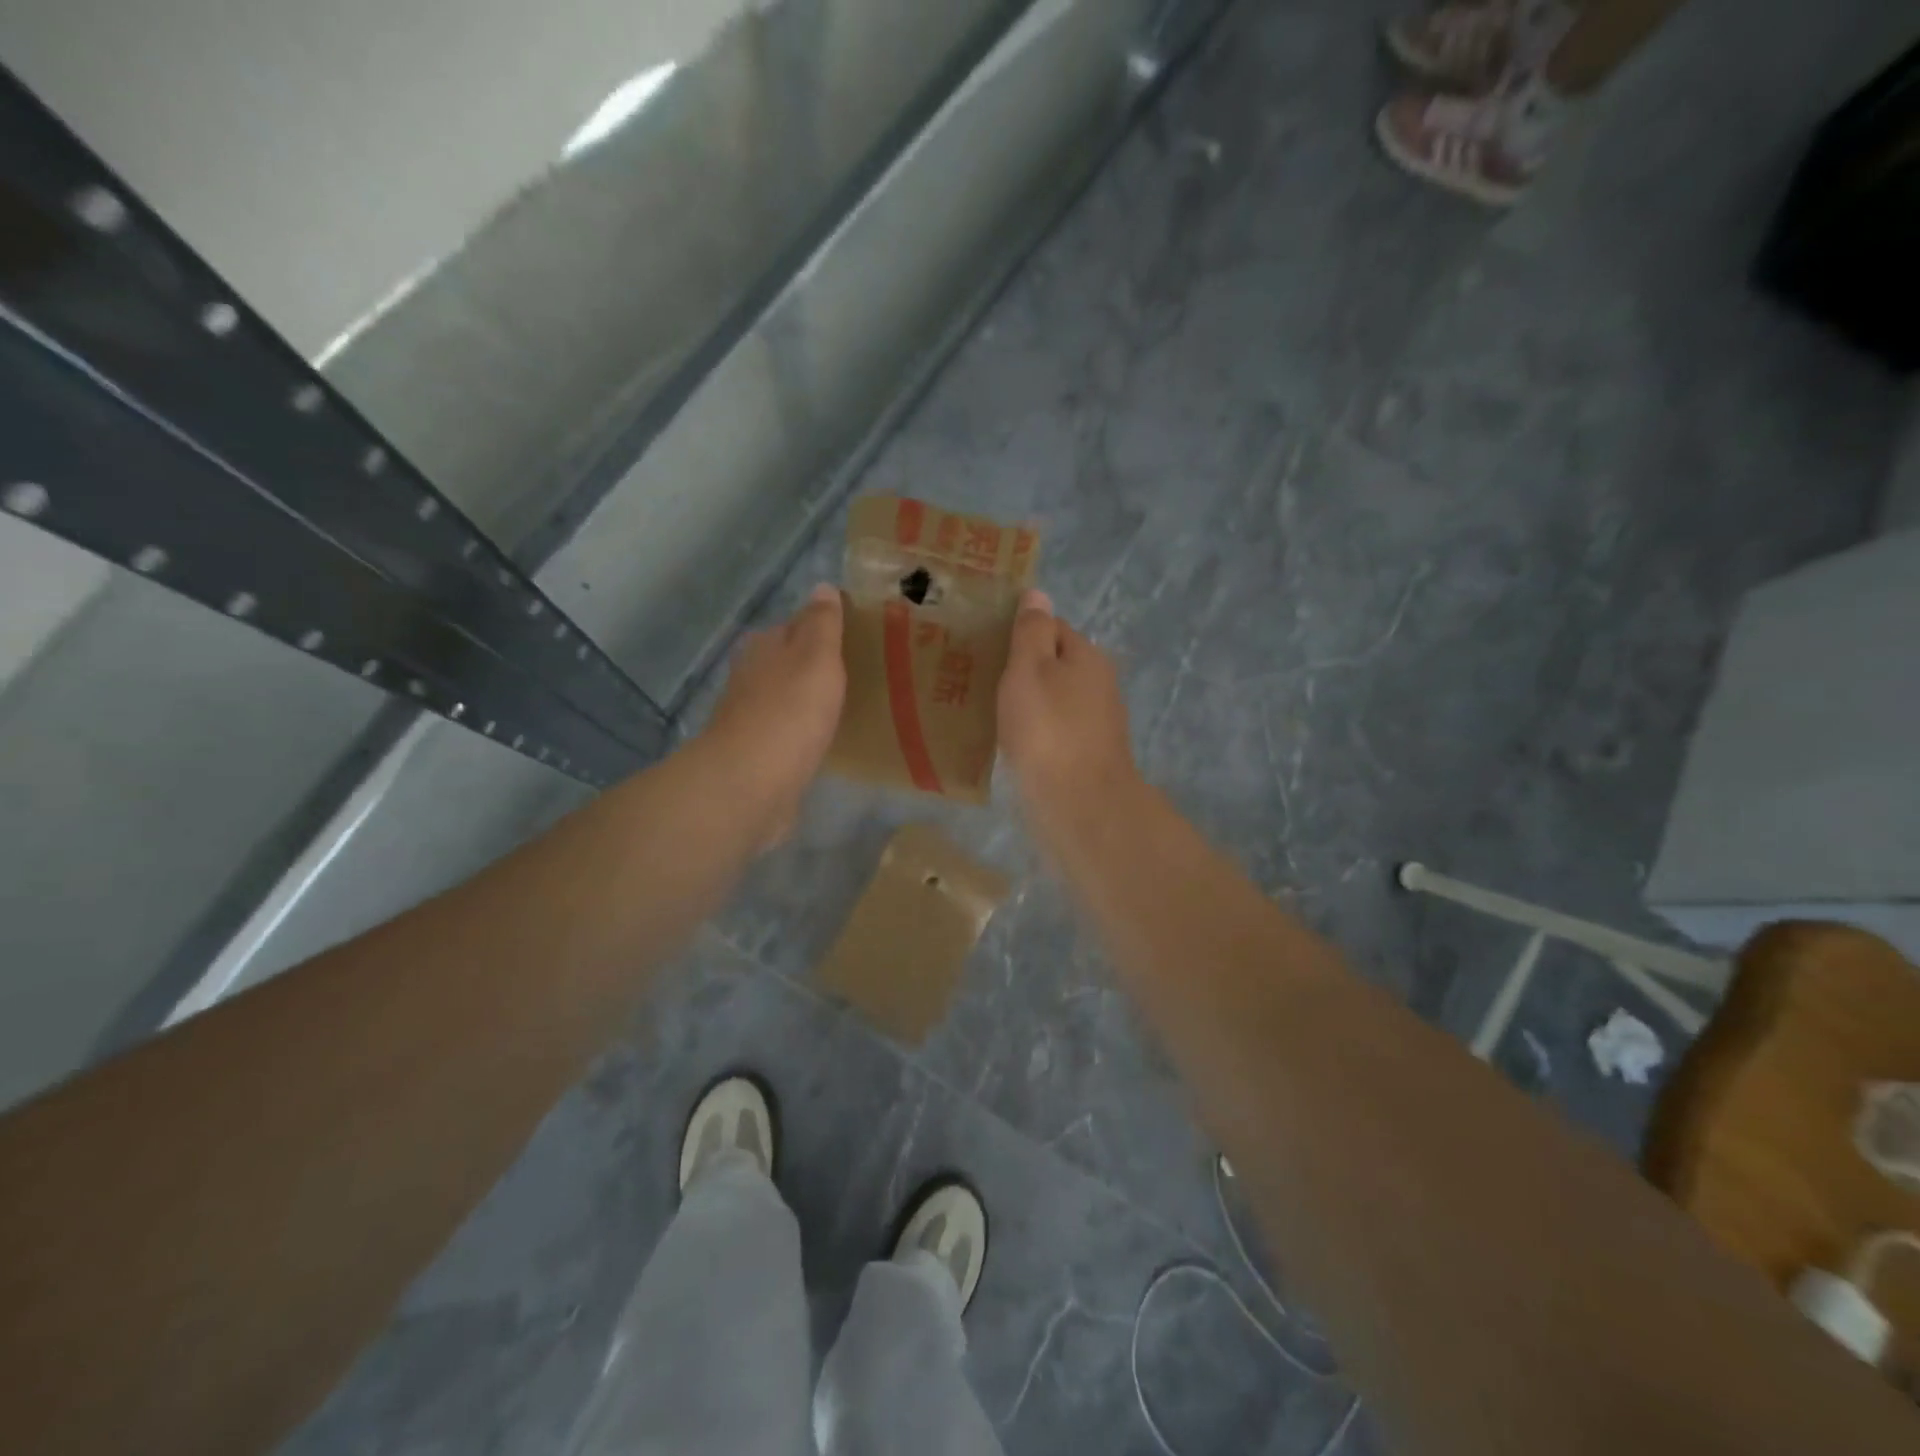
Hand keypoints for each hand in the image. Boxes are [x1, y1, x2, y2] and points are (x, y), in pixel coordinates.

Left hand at [701, 585, 845, 837]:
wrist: (752, 782)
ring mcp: (751, 716)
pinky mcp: (758, 753)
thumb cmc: (790, 711)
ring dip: (810, 699)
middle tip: (859, 673)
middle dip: (816, 666)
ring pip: (787, 697)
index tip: (855, 639)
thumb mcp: (817, 656)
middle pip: (789, 662)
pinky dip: (804, 731)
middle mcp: (751, 676)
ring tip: (847, 705)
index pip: (796, 625)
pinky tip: (824, 739)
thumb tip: (822, 586)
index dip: (824, 629)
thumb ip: (822, 623)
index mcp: (764, 646)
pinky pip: (788, 732)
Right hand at [997, 589, 1141, 827]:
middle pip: (1054, 665)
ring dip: (1026, 703)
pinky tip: (1010, 743)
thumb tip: (1039, 593)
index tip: (985, 645)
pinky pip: (1053, 731)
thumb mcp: (1030, 669)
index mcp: (1087, 656)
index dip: (1019, 632)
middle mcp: (1098, 685)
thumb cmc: (1048, 729)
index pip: (1052, 627)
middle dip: (1021, 670)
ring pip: (1054, 701)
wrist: (1079, 803)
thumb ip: (1032, 631)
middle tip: (978, 678)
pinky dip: (1033, 732)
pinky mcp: (1085, 756)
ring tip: (986, 710)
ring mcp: (1095, 723)